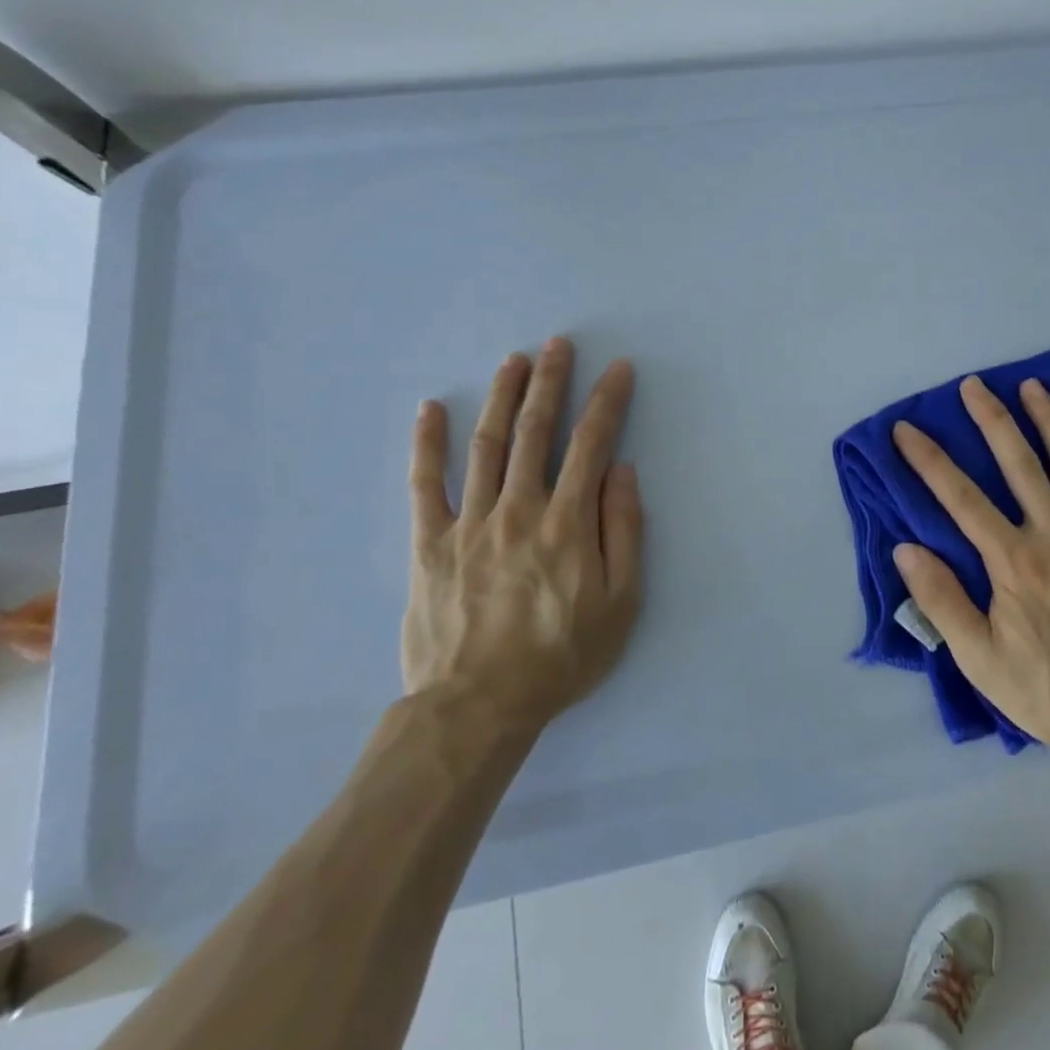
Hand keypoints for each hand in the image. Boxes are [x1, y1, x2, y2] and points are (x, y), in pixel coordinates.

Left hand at [403, 338, 642, 733]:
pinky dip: (427, 444)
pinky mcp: (429, 543)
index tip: (618, 369)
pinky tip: (431, 408)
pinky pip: (425, 485)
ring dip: (502, 397)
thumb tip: (621, 471)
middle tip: (559, 344)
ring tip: (514, 360)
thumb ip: (624, 531)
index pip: (592, 444)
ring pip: (488, 445)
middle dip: (551, 382)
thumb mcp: (622, 602)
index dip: (607, 401)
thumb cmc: (562, 656)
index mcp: (568, 522)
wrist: (478, 706)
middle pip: (537, 431)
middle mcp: (520, 508)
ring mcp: (470, 522)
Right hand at [892, 375, 1049, 755]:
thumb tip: (907, 549)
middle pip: (1019, 464)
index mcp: (1014, 562)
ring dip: (1049, 421)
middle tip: (973, 384)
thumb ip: (943, 602)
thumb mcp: (981, 661)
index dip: (929, 461)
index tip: (906, 430)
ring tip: (1032, 386)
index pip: (961, 499)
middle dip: (992, 419)